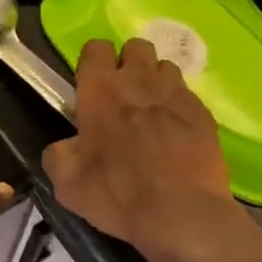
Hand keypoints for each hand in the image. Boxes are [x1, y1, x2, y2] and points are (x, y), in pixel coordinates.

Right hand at [42, 39, 245, 261]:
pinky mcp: (203, 112)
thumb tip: (64, 145)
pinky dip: (178, 107)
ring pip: (164, 67)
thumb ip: (58, 155)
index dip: (92, 63)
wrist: (183, 215)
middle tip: (122, 97)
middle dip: (127, 64)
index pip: (95, 48)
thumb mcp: (67, 185)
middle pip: (135, 46)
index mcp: (101, 91)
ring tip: (152, 112)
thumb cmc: (119, 196)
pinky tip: (176, 133)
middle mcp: (140, 81)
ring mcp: (176, 94)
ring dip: (155, 82)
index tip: (91, 87)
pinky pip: (187, 95)